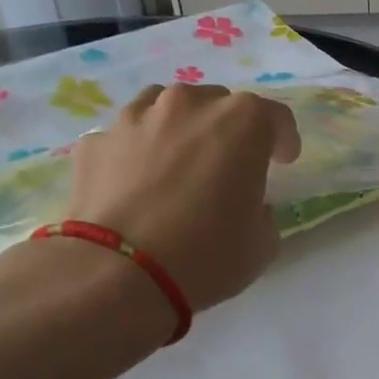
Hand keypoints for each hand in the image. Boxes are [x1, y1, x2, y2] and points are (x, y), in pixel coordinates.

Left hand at [65, 84, 300, 312]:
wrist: (118, 273)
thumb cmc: (207, 255)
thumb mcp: (262, 243)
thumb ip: (262, 212)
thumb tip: (249, 206)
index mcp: (242, 123)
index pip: (275, 117)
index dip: (283, 140)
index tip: (283, 162)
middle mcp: (188, 105)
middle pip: (218, 105)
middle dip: (228, 131)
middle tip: (228, 168)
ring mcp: (136, 118)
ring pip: (165, 108)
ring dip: (179, 129)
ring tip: (178, 165)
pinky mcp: (95, 142)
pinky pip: (126, 138)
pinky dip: (136, 153)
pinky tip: (135, 185)